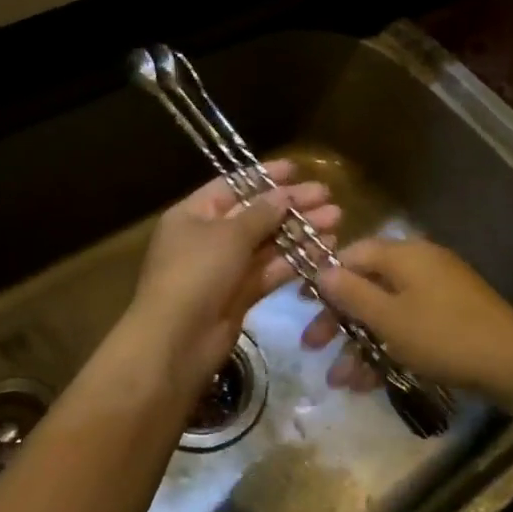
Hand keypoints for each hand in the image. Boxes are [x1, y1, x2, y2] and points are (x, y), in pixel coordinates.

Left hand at [125, 161, 338, 387]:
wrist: (176, 343)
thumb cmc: (195, 274)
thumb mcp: (228, 235)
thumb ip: (261, 213)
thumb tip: (284, 194)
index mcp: (193, 214)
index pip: (233, 185)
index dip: (265, 176)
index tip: (297, 169)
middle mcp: (208, 237)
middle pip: (255, 213)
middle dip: (291, 204)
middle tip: (328, 196)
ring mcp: (225, 268)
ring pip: (268, 243)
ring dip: (300, 231)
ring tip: (336, 220)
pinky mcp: (241, 295)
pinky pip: (270, 270)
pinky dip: (295, 259)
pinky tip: (324, 249)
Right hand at [304, 238, 512, 402]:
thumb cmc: (444, 336)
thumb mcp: (390, 318)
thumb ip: (352, 293)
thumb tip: (321, 269)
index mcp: (403, 254)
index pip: (352, 254)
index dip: (325, 277)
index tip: (302, 304)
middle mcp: (418, 265)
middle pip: (367, 284)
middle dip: (338, 318)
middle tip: (313, 347)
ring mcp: (437, 290)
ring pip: (386, 311)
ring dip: (360, 343)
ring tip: (340, 381)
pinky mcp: (450, 316)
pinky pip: (407, 325)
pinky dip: (387, 347)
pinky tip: (369, 383)